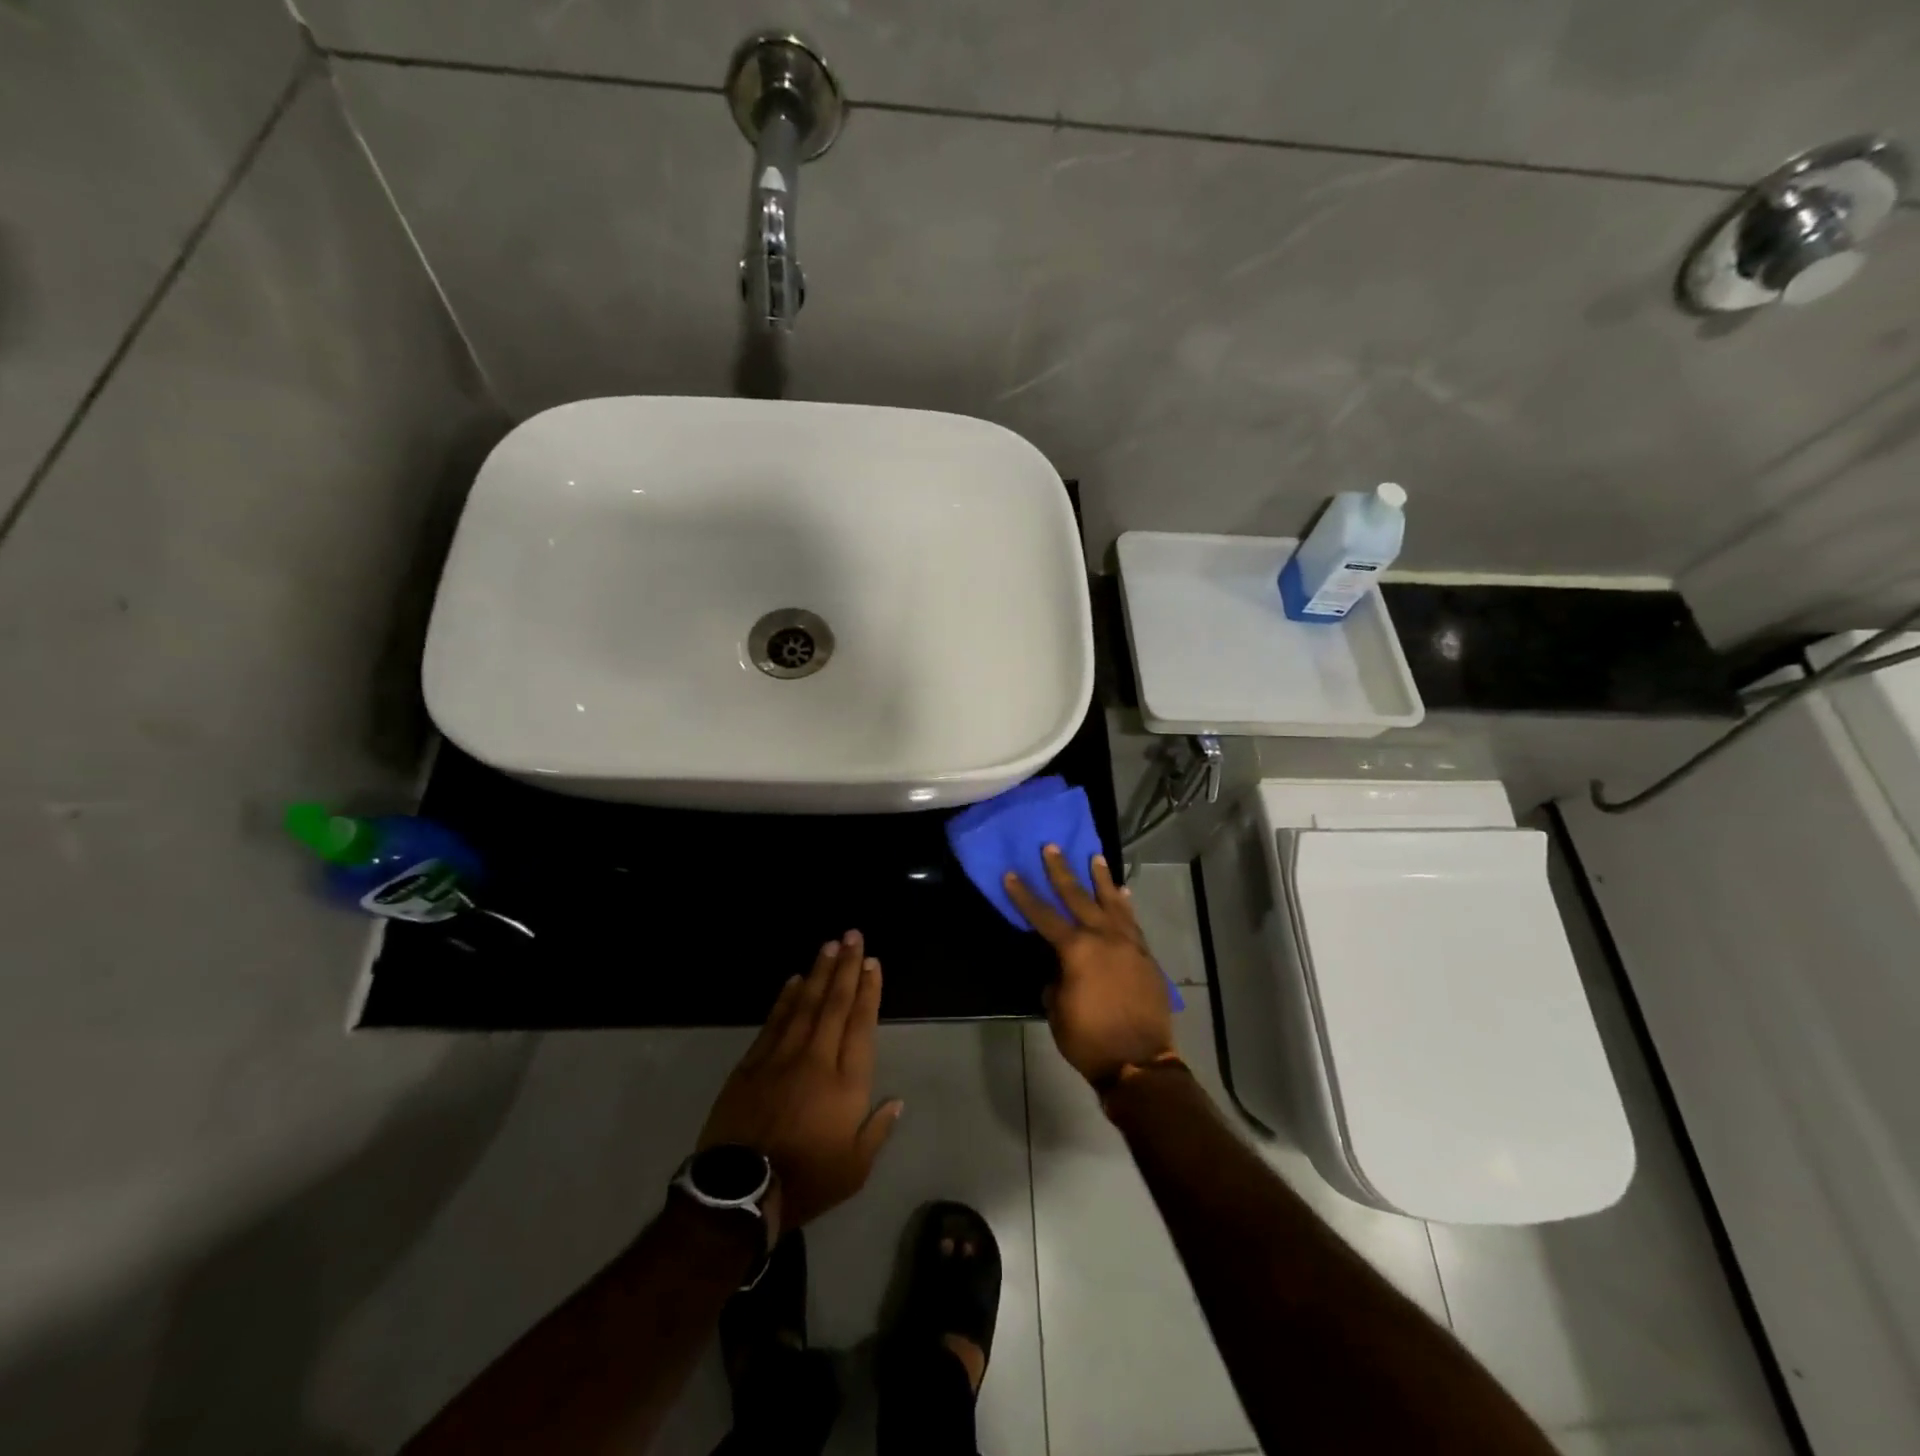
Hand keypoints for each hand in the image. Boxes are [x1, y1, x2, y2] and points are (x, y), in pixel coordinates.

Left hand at [698, 932, 903, 1230]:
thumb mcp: (855, 1169)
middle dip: (846, 967)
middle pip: (834, 1003)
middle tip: (852, 935)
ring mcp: (781, 1057)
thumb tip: (897, 1101)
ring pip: (804, 1004)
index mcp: (846, 1082)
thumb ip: (878, 1131)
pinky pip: (774, 1021)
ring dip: (818, 972)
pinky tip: (794, 980)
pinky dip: (785, 998)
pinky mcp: (751, 1064)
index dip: (868, 991)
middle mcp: (817, 1058)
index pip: (861, 1024)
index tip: (872, 963)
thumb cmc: (807, 1181)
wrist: (740, 1192)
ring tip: (829, 945)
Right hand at [1005, 846, 1176, 1085]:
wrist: (1139, 1062)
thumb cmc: (1089, 1039)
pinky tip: (1122, 892)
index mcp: (1076, 950)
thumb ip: (1056, 979)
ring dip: (1101, 878)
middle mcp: (1103, 937)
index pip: (1043, 915)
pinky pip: (1132, 921)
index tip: (1011, 873)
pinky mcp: (1145, 955)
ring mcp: (1128, 943)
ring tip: (1095, 856)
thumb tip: (1061, 968)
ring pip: (1112, 902)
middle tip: (1052, 847)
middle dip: (1062, 871)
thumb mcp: (1057, 1010)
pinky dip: (1125, 904)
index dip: (1024, 895)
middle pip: (1078, 897)